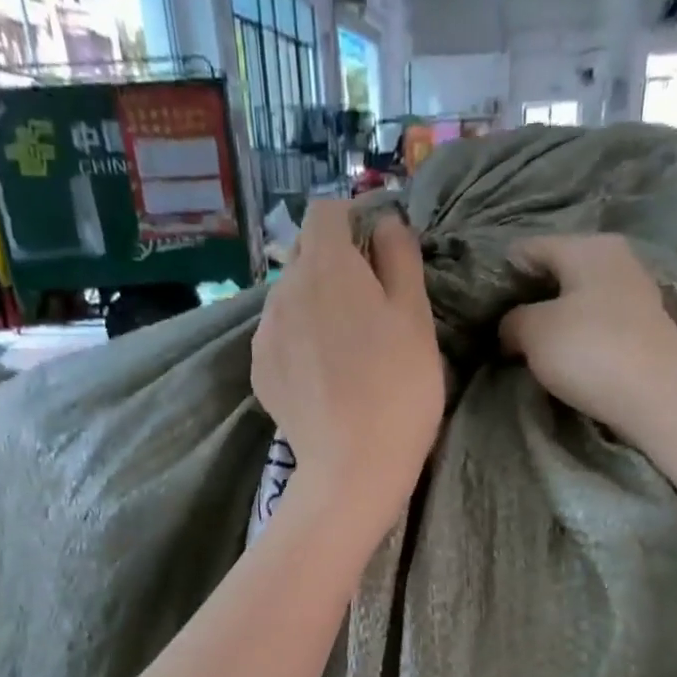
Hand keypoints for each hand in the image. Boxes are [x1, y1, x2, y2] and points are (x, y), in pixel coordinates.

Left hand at [253, 202, 443, 534]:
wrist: (353, 465)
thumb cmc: (399, 387)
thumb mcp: (417, 317)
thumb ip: (399, 257)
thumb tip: (384, 223)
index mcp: (327, 265)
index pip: (326, 210)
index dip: (352, 220)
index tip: (375, 251)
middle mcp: (285, 287)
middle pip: (307, 256)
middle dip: (335, 267)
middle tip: (369, 311)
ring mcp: (265, 331)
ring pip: (290, 298)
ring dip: (315, 306)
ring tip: (345, 351)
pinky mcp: (259, 369)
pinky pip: (280, 336)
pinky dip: (299, 342)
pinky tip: (323, 377)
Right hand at [500, 234, 676, 440]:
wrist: (659, 397)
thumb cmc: (591, 351)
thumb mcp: (534, 332)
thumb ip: (512, 320)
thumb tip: (511, 326)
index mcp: (587, 246)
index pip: (527, 249)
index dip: (499, 275)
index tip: (480, 307)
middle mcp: (615, 259)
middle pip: (556, 272)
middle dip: (528, 298)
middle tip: (500, 329)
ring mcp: (635, 293)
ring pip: (578, 299)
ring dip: (553, 320)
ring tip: (527, 347)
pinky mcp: (644, 328)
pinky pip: (597, 323)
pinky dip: (578, 336)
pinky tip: (564, 357)